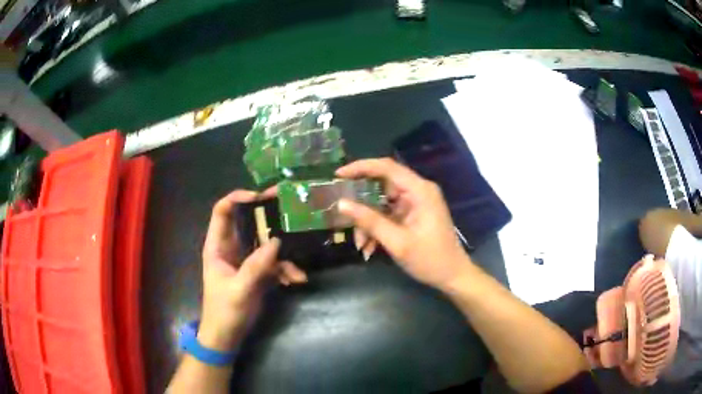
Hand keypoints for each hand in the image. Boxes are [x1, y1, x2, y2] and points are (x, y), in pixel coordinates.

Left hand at [198, 189, 306, 350]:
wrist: (227, 336)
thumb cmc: (224, 311)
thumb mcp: (239, 290)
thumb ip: (255, 266)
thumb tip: (276, 242)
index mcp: (218, 246)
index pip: (223, 211)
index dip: (238, 198)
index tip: (260, 197)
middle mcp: (233, 247)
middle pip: (249, 222)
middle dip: (269, 217)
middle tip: (291, 208)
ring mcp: (247, 259)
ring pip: (267, 243)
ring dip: (284, 253)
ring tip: (297, 268)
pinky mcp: (258, 272)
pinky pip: (275, 263)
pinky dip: (286, 270)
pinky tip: (296, 280)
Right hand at [336, 158, 472, 290]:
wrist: (452, 276)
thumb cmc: (430, 259)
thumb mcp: (397, 242)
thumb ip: (369, 221)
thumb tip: (341, 203)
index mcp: (419, 190)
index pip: (386, 167)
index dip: (361, 167)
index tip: (338, 175)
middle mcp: (417, 191)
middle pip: (382, 185)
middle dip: (361, 203)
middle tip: (341, 212)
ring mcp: (415, 203)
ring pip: (382, 203)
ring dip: (368, 222)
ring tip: (361, 244)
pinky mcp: (412, 215)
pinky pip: (388, 215)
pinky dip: (377, 228)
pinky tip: (369, 247)